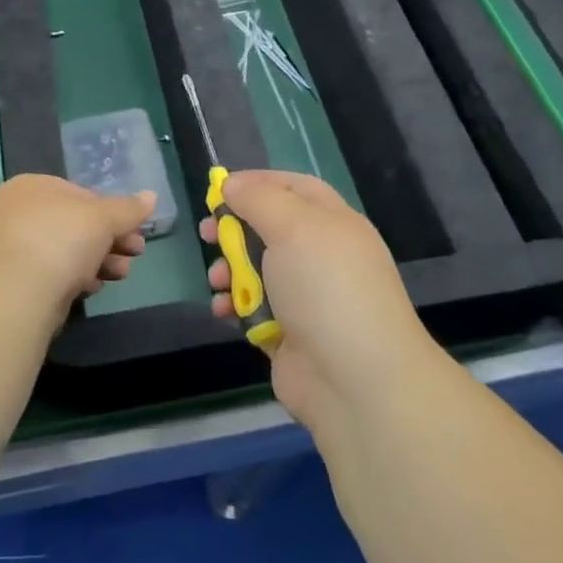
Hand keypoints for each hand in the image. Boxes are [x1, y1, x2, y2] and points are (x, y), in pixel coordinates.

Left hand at [0, 174, 154, 315]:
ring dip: (98, 261)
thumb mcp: (102, 218)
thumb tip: (151, 195)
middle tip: (135, 254)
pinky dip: (74, 278)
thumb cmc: (60, 240)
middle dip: (110, 240)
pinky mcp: (10, 282)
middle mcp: (15, 212)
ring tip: (120, 275)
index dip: (112, 213)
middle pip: (74, 225)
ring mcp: (9, 248)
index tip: (136, 232)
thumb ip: (128, 209)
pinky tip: (92, 288)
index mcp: (32, 186)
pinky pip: (50, 274)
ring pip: (64, 251)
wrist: (14, 294)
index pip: (80, 194)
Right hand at [205, 171, 440, 430]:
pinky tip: (223, 311)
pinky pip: (255, 308)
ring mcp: (307, 297)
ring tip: (217, 280)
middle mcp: (323, 255)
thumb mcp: (293, 227)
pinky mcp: (290, 333)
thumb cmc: (326, 288)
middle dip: (235, 229)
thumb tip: (233, 184)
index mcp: (334, 223)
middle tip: (206, 233)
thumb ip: (259, 199)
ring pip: (258, 270)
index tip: (220, 188)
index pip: (295, 188)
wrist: (356, 381)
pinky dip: (236, 306)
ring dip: (230, 270)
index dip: (258, 182)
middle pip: (271, 228)